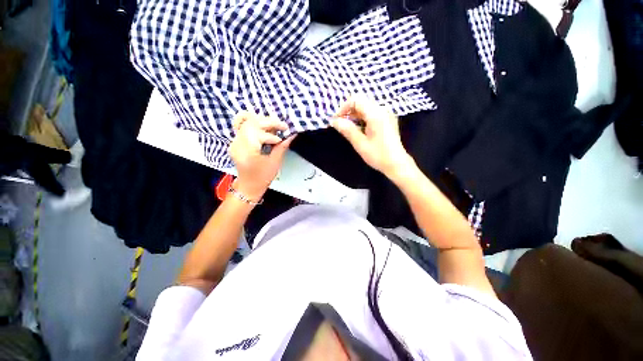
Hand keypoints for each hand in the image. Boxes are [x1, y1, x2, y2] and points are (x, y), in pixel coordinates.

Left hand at [228, 111, 294, 200]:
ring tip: (275, 126)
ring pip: (247, 121)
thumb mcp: (274, 163)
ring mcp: (235, 141)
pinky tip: (264, 127)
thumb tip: (292, 135)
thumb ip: (282, 147)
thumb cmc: (262, 177)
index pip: (259, 133)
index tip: (283, 138)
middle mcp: (237, 142)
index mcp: (246, 150)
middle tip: (283, 126)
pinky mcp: (236, 141)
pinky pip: (244, 126)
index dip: (273, 135)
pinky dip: (255, 124)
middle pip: (252, 122)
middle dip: (269, 122)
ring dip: (263, 121)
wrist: (249, 186)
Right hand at [331, 96, 413, 178]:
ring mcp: (386, 114)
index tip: (337, 120)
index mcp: (376, 114)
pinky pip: (372, 113)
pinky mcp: (387, 120)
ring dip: (354, 114)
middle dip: (348, 111)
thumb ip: (347, 130)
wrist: (397, 164)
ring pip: (366, 107)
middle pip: (361, 101)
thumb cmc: (378, 155)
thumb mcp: (360, 144)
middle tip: (341, 124)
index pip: (356, 100)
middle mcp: (382, 110)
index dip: (343, 107)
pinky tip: (359, 129)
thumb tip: (334, 121)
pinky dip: (362, 118)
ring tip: (348, 127)